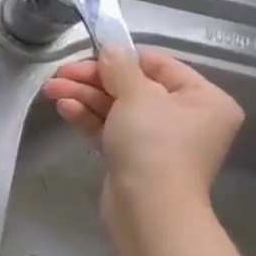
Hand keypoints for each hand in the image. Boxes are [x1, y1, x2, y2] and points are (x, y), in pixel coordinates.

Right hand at [41, 47, 243, 224]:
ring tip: (52, 90)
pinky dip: (88, 118)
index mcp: (204, 99)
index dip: (121, 58)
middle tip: (59, 75)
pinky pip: (110, 130)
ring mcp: (158, 141)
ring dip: (84, 98)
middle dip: (93, 81)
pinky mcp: (133, 158)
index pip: (160, 66)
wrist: (148, 207)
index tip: (87, 55)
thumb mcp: (138, 97)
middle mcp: (186, 118)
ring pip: (117, 109)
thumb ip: (121, 68)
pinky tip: (65, 108)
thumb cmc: (154, 145)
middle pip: (134, 88)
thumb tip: (111, 48)